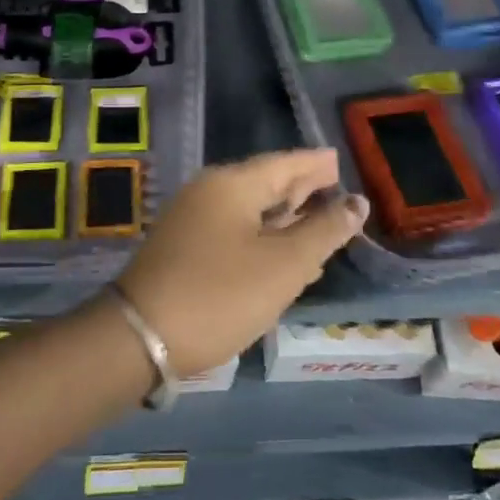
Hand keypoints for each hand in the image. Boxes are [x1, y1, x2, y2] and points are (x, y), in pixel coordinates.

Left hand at [113, 149, 368, 375]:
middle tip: (336, 190)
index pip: (284, 163)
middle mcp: (210, 192)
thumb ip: (323, 231)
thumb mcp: (283, 265)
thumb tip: (356, 202)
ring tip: (321, 225)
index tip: (341, 161)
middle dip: (302, 189)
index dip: (316, 164)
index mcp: (232, 184)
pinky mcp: (186, 248)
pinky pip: (235, 232)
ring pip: (251, 210)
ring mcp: (193, 220)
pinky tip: (285, 257)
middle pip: (266, 183)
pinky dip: (265, 238)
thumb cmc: (221, 294)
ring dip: (286, 218)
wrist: (142, 337)